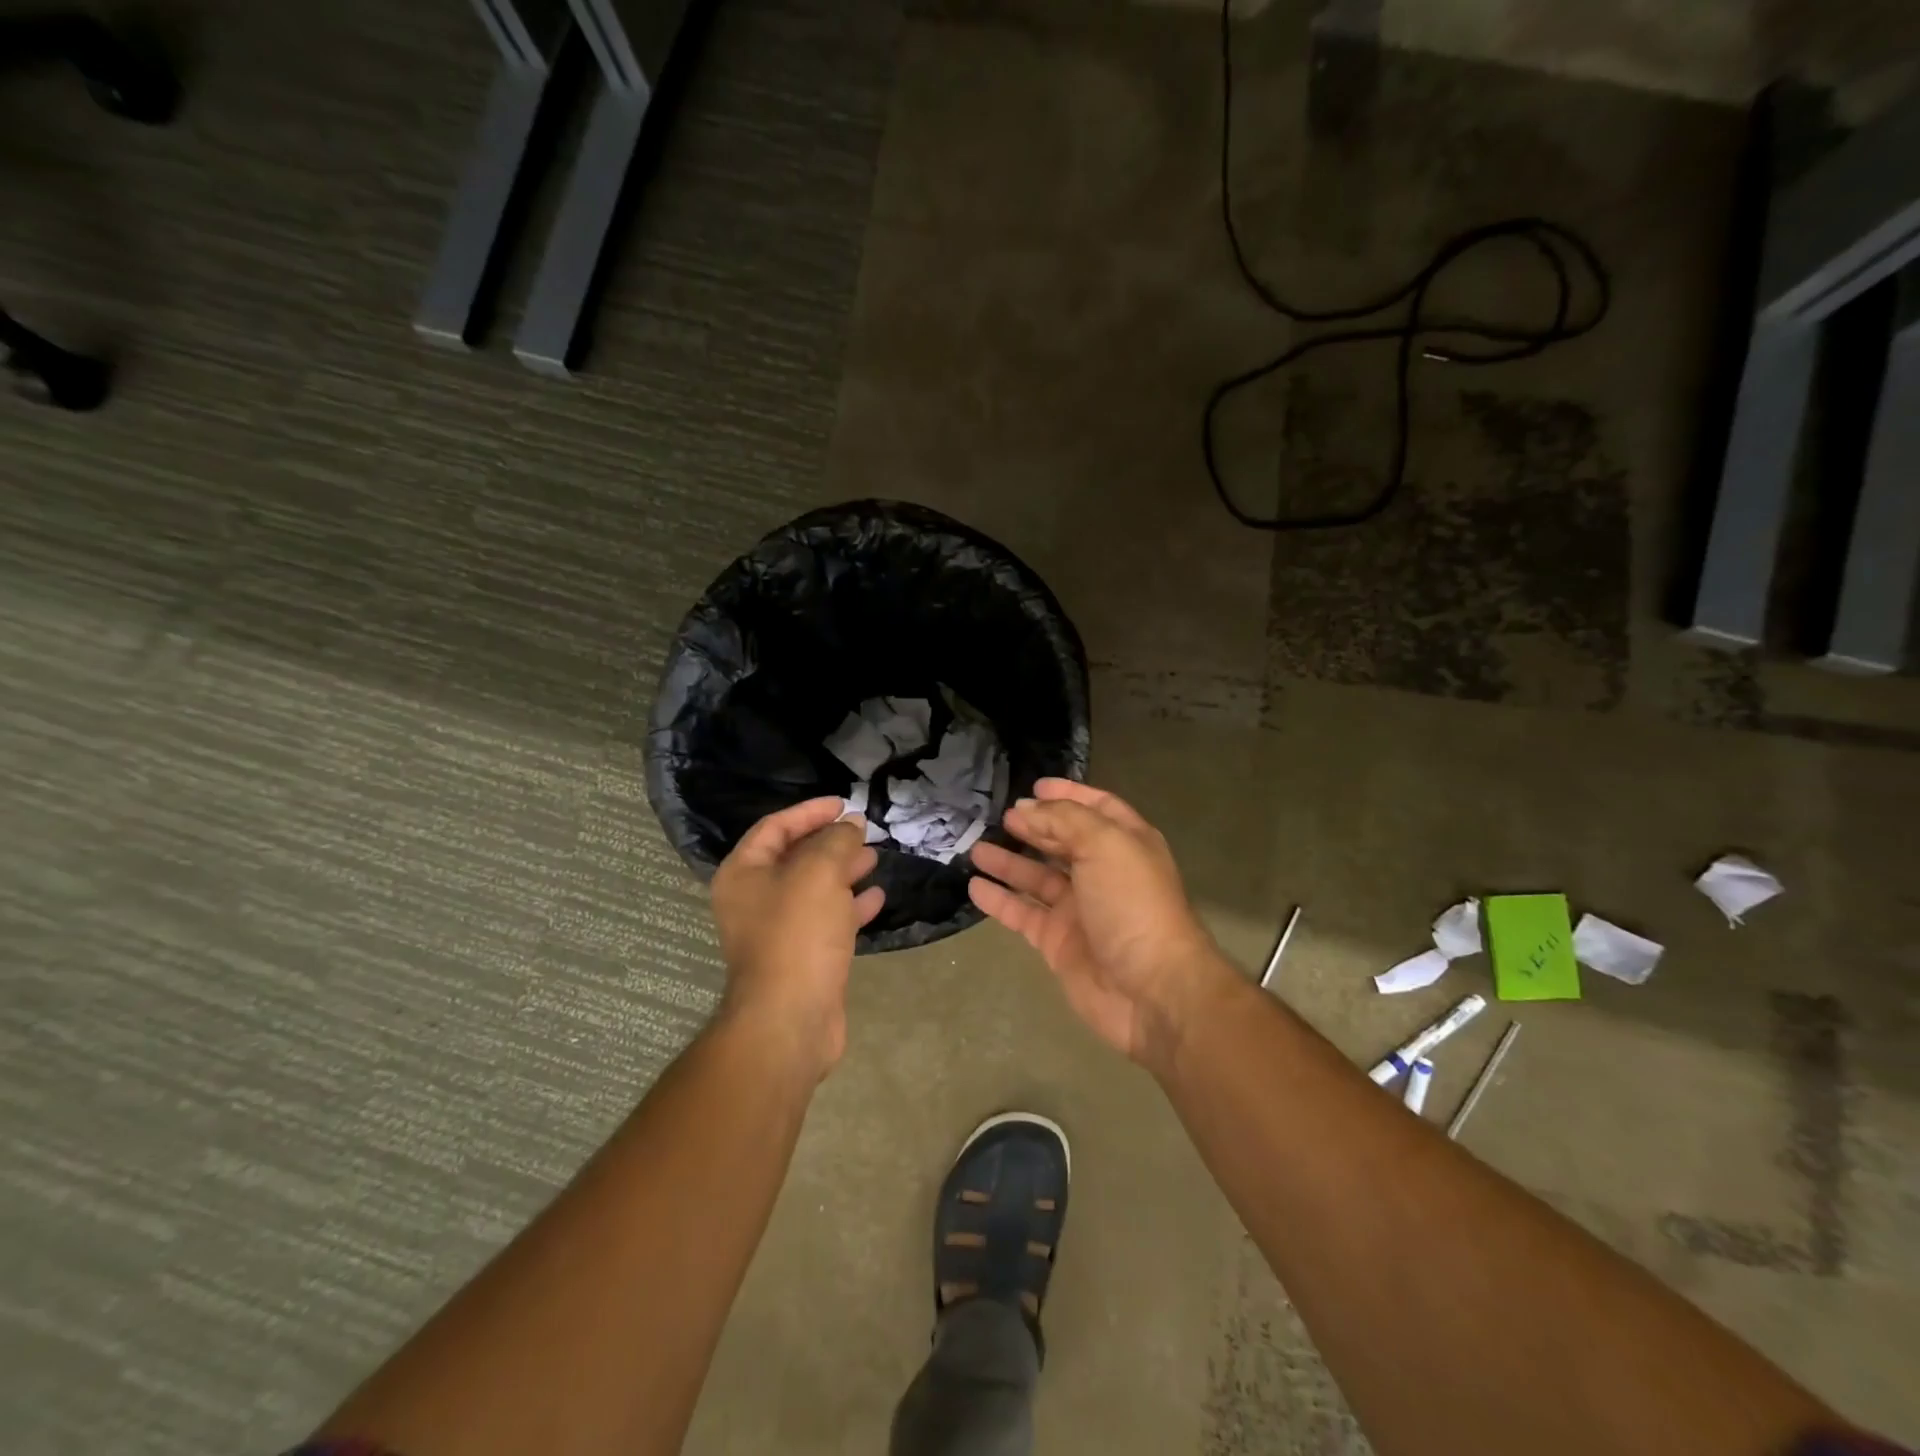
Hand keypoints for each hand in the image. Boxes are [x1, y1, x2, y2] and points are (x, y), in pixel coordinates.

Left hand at [710, 797, 884, 1077]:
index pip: (775, 827)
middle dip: (830, 842)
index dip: (809, 811)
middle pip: (795, 857)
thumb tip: (851, 825)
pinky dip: (850, 906)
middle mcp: (755, 899)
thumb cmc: (797, 935)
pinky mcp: (802, 956)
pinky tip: (877, 898)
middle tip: (863, 832)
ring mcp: (778, 930)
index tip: (844, 803)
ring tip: (875, 859)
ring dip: (844, 871)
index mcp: (744, 873)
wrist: (791, 1019)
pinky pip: (827, 920)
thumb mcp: (819, 873)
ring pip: (814, 889)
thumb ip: (836, 841)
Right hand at [967, 778, 1236, 1067]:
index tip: (1034, 786)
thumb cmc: (1132, 904)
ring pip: (1037, 878)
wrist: (1150, 989)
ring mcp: (1079, 909)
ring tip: (976, 848)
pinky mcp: (1059, 942)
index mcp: (1125, 843)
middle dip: (1034, 826)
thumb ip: (1063, 819)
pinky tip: (975, 886)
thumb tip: (1025, 810)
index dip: (1068, 794)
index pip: (1096, 808)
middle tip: (999, 816)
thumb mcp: (1104, 844)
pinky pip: (1023, 914)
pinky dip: (1000, 900)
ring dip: (1009, 862)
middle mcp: (1103, 872)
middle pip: (1063, 841)